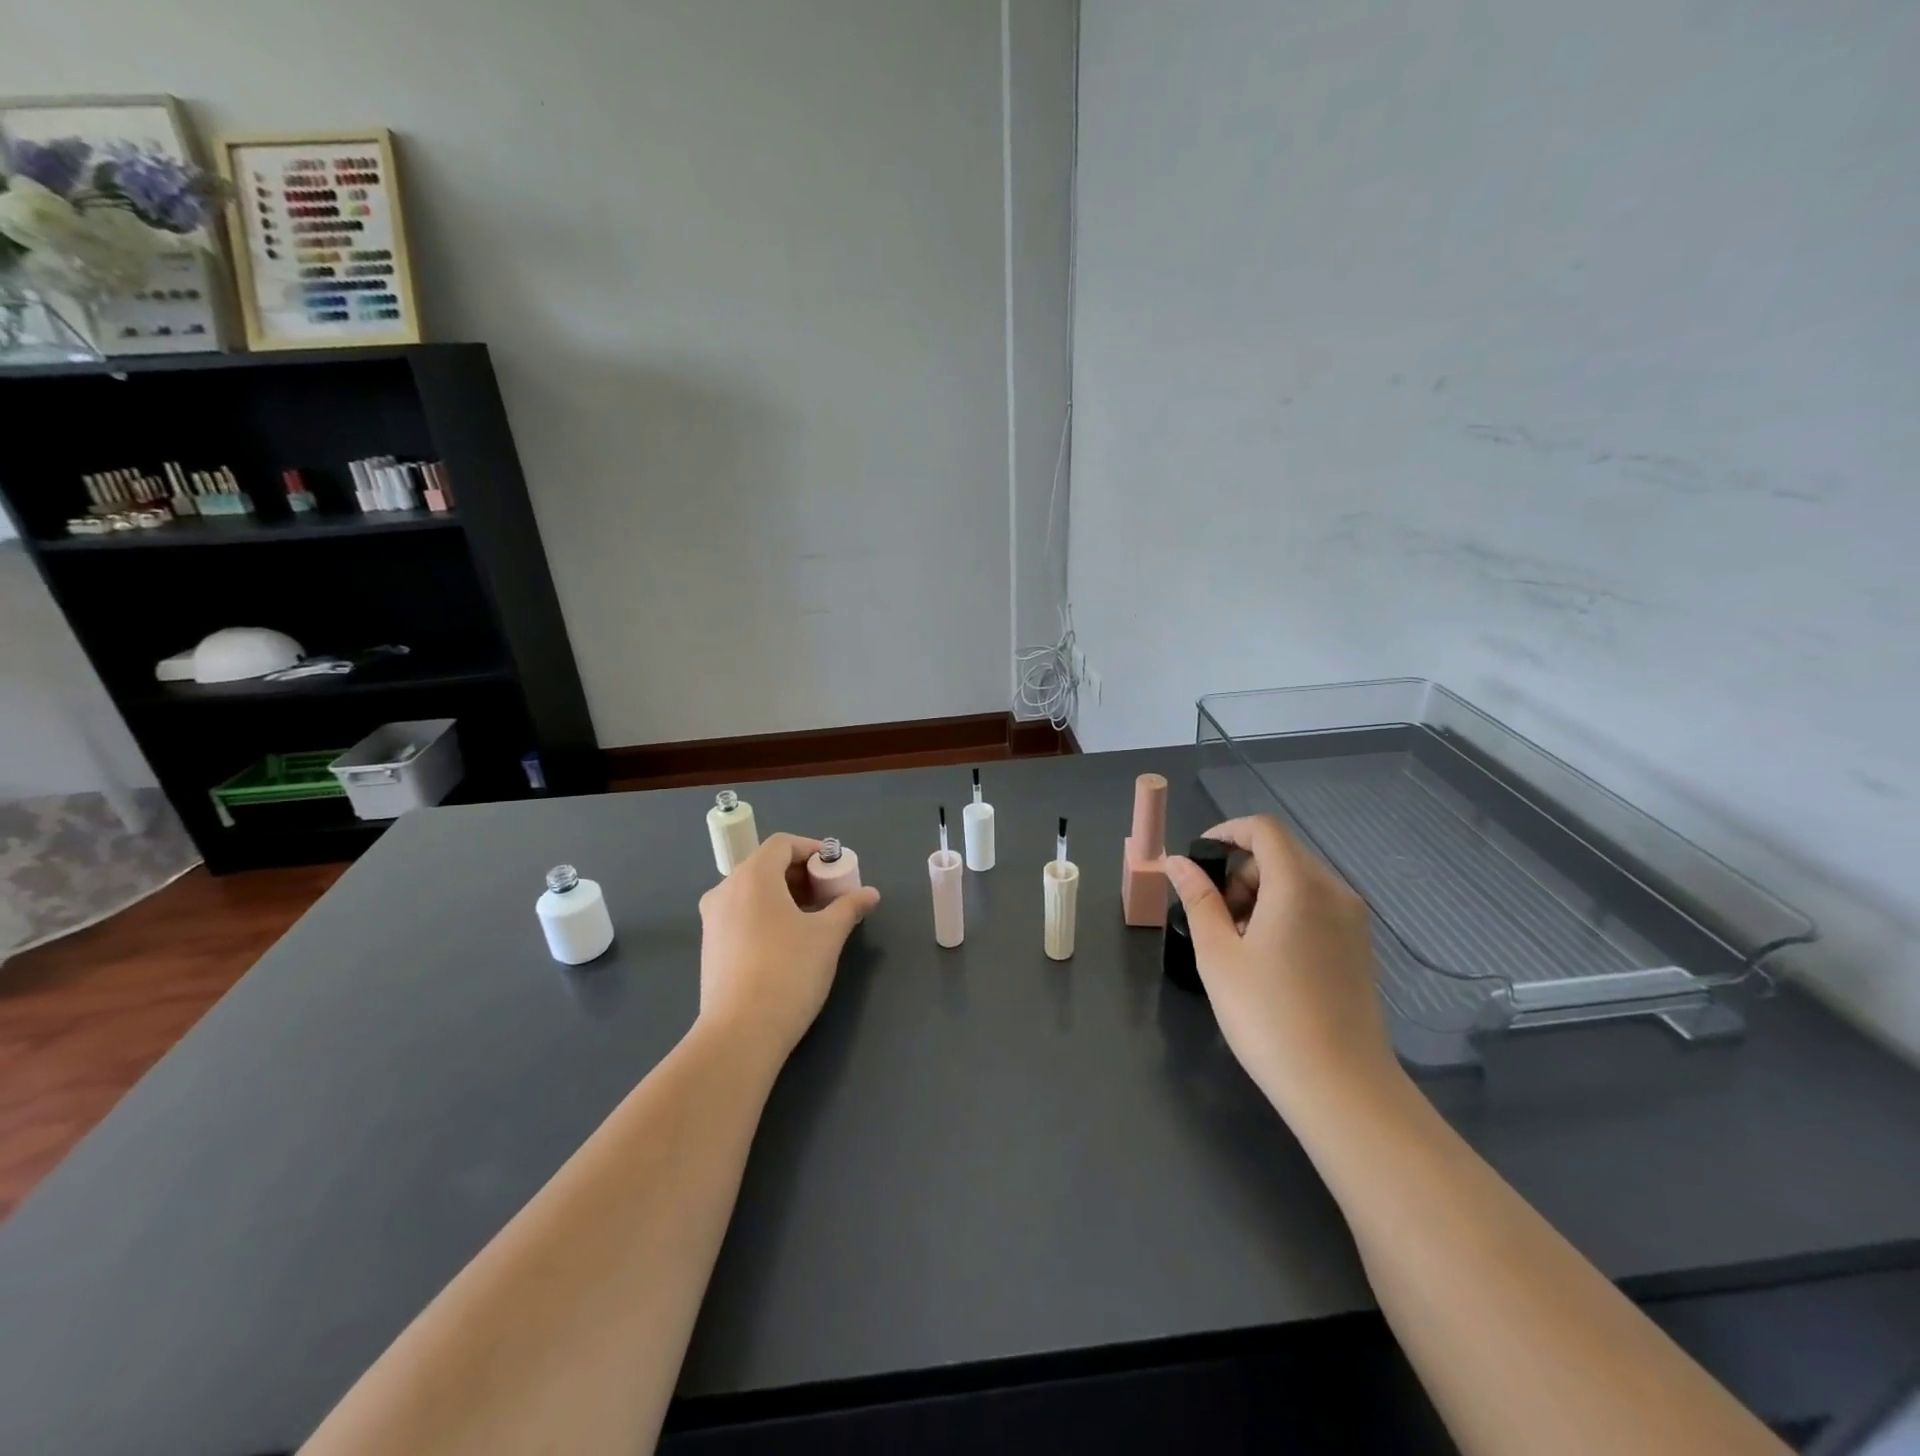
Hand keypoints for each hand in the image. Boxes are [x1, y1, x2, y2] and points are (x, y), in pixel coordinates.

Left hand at [697, 833, 880, 1063]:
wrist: (740, 1033)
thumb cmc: (788, 971)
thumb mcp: (828, 936)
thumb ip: (849, 907)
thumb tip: (869, 894)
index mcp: (752, 877)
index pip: (782, 844)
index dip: (812, 849)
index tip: (836, 869)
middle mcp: (725, 890)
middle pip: (766, 866)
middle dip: (801, 874)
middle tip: (829, 895)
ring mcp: (712, 920)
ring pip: (752, 892)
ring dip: (784, 896)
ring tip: (812, 920)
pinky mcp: (709, 947)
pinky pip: (741, 914)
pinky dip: (766, 915)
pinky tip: (787, 942)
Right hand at [1164, 815, 1398, 1114]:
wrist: (1341, 1087)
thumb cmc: (1267, 1014)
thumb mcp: (1217, 954)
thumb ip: (1198, 898)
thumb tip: (1178, 862)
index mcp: (1298, 885)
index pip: (1264, 829)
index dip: (1227, 832)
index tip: (1198, 859)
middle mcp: (1333, 892)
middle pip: (1281, 853)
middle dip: (1240, 870)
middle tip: (1213, 913)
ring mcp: (1353, 921)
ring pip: (1299, 881)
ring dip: (1261, 893)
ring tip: (1237, 941)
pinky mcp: (1359, 948)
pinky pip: (1316, 907)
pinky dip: (1285, 912)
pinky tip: (1268, 958)